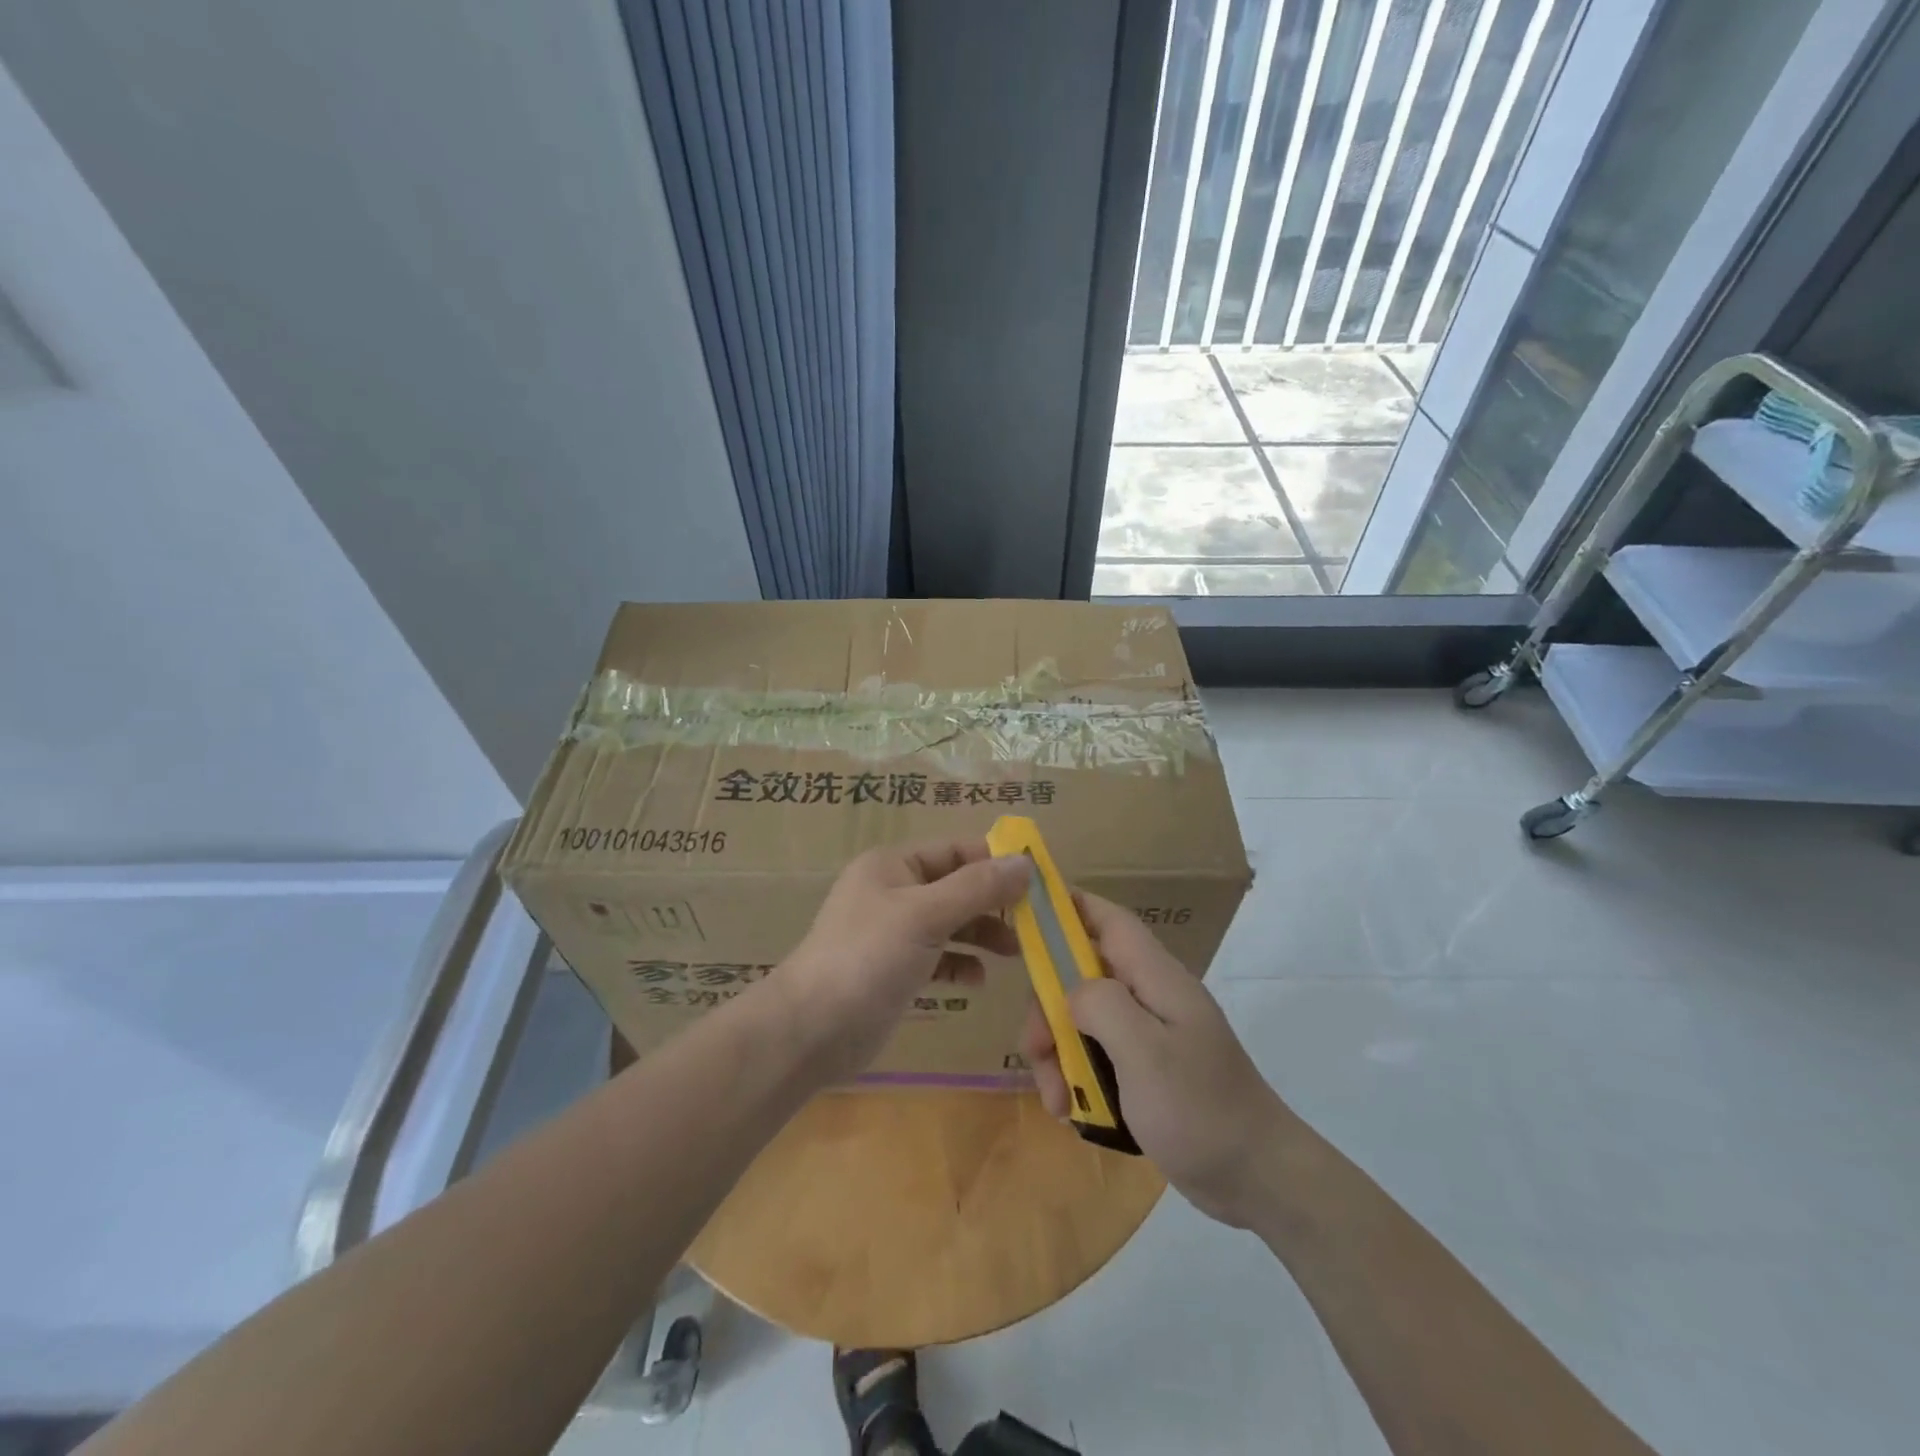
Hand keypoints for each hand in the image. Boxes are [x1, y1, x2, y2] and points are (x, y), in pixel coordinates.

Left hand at [777, 837, 1028, 1080]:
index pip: (956, 850)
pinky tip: (977, 979)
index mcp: (894, 864)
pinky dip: (960, 963)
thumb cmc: (867, 957)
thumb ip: (977, 888)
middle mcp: (894, 891)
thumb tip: (1025, 862)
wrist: (811, 1029)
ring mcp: (893, 932)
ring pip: (951, 922)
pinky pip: (938, 956)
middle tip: (1036, 923)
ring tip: (1016, 953)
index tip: (1041, 879)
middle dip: (994, 903)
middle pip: (957, 886)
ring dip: (982, 934)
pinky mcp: (895, 969)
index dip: (997, 860)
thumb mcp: (926, 915)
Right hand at [1022, 892, 1294, 1226]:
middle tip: (1037, 1052)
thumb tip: (1070, 990)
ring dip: (1058, 1053)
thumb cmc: (1200, 1109)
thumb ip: (1102, 1006)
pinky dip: (1077, 1078)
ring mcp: (1148, 1033)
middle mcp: (1150, 996)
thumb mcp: (1146, 1053)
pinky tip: (1073, 1112)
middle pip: (1082, 975)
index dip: (1068, 908)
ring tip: (1056, 1101)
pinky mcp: (1145, 1068)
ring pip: (1082, 1019)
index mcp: (1156, 978)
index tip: (1026, 921)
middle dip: (1049, 1009)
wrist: (1259, 1179)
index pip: (1108, 920)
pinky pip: (1096, 1055)